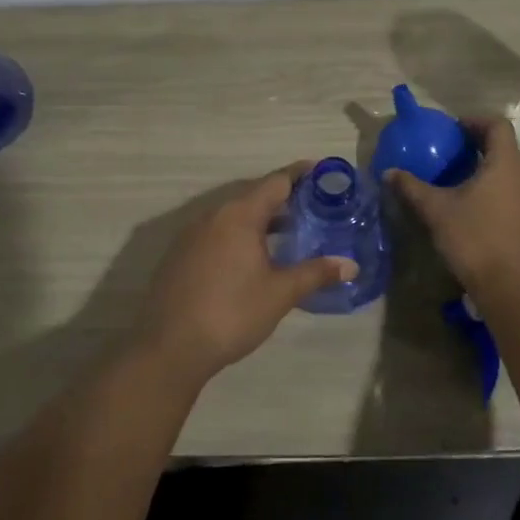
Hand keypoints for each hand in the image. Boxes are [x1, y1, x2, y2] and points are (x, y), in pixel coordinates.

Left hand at [139, 163, 357, 379]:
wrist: (169, 348)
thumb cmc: (231, 313)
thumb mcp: (280, 293)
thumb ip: (315, 273)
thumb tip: (350, 265)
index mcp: (239, 215)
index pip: (275, 181)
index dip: (300, 174)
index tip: (323, 172)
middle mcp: (213, 216)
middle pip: (253, 196)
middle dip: (283, 199)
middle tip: (313, 207)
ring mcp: (191, 235)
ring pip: (233, 216)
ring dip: (260, 219)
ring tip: (289, 231)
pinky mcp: (180, 255)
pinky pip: (217, 233)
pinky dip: (239, 235)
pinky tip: (252, 257)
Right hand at [388, 118, 519, 296]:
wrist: (513, 289)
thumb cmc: (475, 239)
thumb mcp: (437, 211)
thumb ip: (412, 188)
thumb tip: (389, 172)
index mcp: (506, 164)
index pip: (498, 125)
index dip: (475, 121)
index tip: (454, 130)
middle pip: (506, 149)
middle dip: (479, 148)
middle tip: (453, 156)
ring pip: (512, 175)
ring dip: (490, 173)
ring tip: (463, 185)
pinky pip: (518, 197)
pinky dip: (499, 195)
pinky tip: (479, 215)